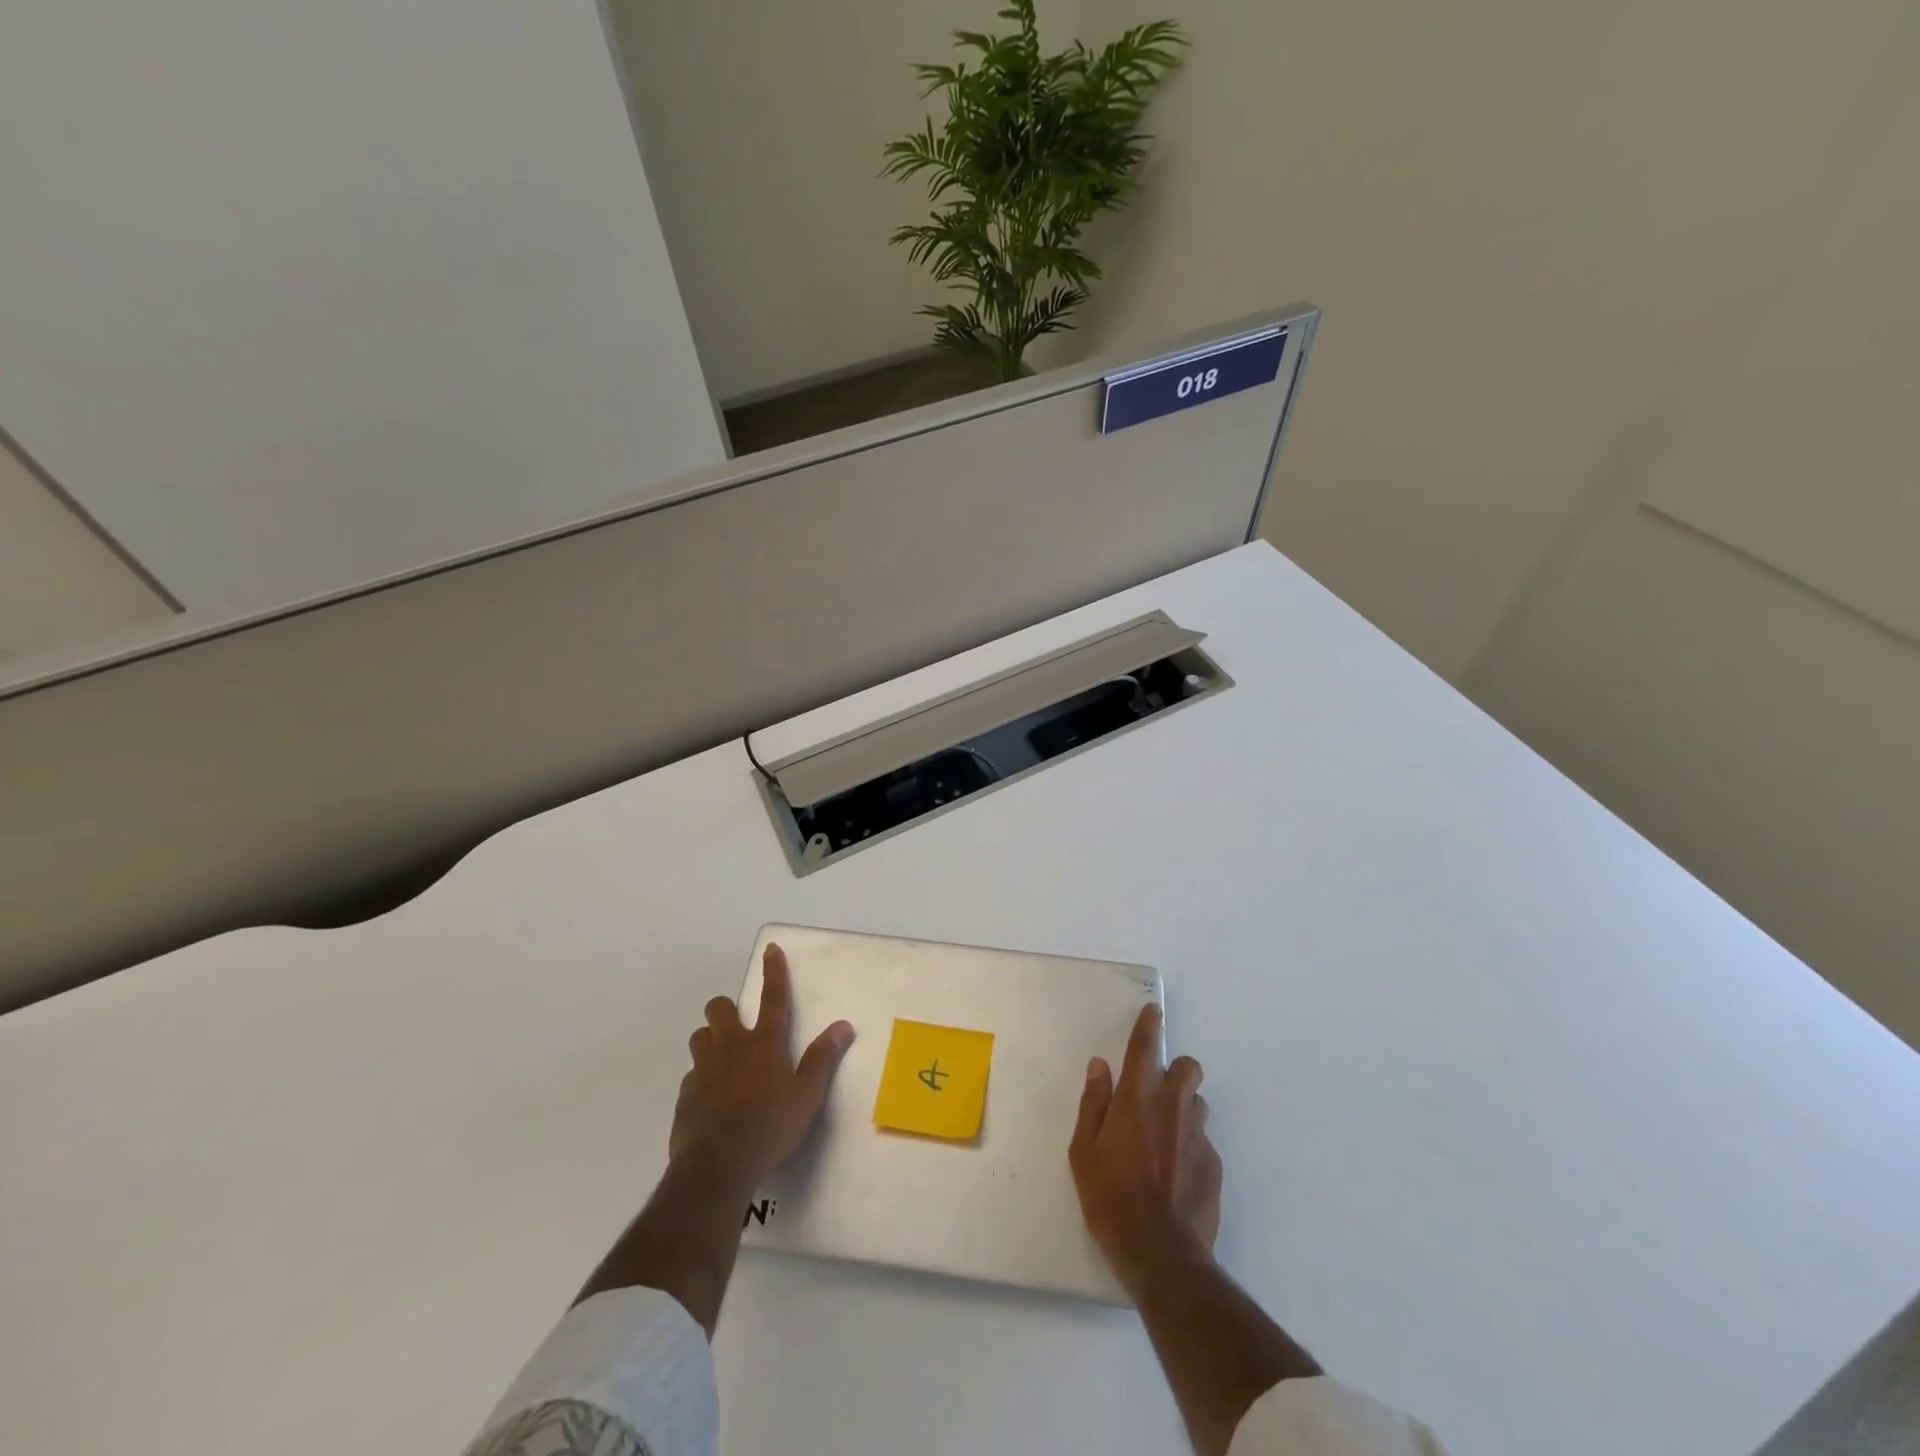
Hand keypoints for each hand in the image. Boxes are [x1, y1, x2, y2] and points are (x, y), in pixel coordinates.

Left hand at [669, 942, 854, 1193]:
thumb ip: (822, 1059)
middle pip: (720, 1009)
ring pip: (699, 1037)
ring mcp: (703, 1070)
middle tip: (739, 1027)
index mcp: (764, 1044)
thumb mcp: (807, 1096)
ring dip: (710, 1040)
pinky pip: (691, 1074)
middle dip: (726, 1009)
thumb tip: (842, 1026)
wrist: (717, 1168)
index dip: (773, 972)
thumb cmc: (770, 1128)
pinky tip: (712, 1100)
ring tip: (724, 1059)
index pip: (772, 998)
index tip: (770, 949)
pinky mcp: (685, 1096)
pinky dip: (702, 1078)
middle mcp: (731, 1048)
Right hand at [1070, 1003, 1222, 1294]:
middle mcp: (1172, 1108)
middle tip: (1155, 1093)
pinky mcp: (1214, 1166)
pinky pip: (1203, 1141)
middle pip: (1187, 1067)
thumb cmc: (1110, 1198)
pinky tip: (1176, 1174)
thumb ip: (1093, 1103)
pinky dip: (1190, 1145)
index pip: (1146, 1047)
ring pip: (1197, 1103)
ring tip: (1164, 1137)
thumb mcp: (1084, 1151)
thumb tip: (1100, 1066)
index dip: (1150, 1025)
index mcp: (1137, 1099)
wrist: (1161, 1255)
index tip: (1153, 1011)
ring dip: (1183, 1108)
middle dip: (1175, 1070)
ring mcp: (1198, 1137)